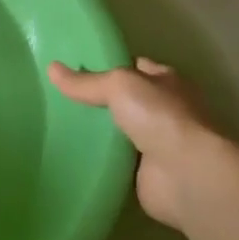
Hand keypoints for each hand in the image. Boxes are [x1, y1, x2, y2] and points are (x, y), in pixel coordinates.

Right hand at [47, 57, 238, 227]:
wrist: (186, 175)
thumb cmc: (160, 118)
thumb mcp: (118, 86)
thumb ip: (86, 82)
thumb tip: (51, 68)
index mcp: (168, 83)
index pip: (137, 67)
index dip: (112, 65)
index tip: (79, 66)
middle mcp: (167, 111)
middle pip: (129, 100)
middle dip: (103, 99)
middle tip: (63, 96)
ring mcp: (160, 144)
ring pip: (123, 130)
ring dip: (102, 131)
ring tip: (61, 123)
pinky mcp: (149, 173)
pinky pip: (119, 160)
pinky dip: (103, 158)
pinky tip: (75, 153)